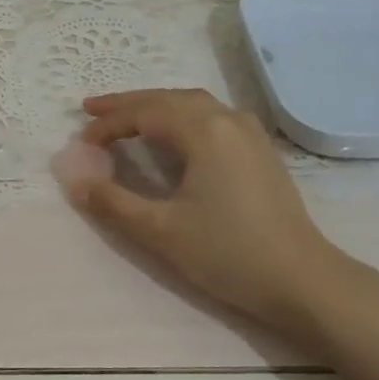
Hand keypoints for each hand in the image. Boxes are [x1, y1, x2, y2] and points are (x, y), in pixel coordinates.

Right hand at [71, 89, 354, 342]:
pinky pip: (211, 116)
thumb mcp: (160, 231)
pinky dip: (180, 115)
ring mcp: (249, 133)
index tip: (81, 143)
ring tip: (126, 116)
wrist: (303, 281)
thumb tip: (75, 181)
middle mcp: (228, 119)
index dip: (108, 125)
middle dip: (127, 103)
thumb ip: (112, 202)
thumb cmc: (229, 253)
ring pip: (192, 103)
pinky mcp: (260, 151)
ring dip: (155, 106)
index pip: (144, 114)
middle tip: (91, 110)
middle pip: (168, 98)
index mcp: (204, 131)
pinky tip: (173, 133)